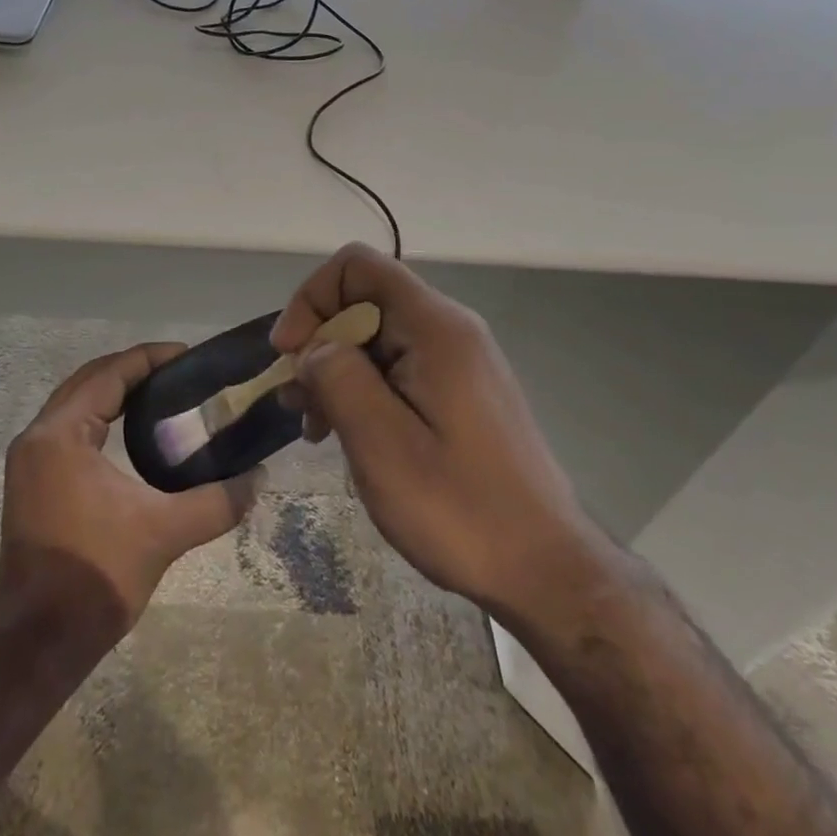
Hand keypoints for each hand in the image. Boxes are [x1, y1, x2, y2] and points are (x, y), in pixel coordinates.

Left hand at [0, 343, 263, 653]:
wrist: (37, 643)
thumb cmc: (96, 577)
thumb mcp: (164, 533)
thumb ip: (217, 501)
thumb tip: (259, 477)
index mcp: (60, 434)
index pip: (109, 374)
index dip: (149, 358)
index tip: (188, 355)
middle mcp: (38, 436)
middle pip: (89, 380)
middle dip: (133, 369)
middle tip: (179, 372)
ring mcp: (29, 459)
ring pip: (75, 402)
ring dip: (114, 391)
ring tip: (161, 393)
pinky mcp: (32, 480)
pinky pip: (69, 426)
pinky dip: (99, 415)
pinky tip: (131, 430)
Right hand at [273, 244, 584, 622]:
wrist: (546, 570)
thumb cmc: (460, 508)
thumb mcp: (381, 444)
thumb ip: (338, 377)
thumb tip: (315, 348)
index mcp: (434, 327)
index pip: (358, 265)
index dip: (313, 297)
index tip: (290, 354)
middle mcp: (449, 328)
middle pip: (365, 301)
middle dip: (319, 342)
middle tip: (298, 406)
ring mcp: (459, 360)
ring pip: (378, 337)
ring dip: (337, 372)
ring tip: (317, 429)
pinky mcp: (461, 390)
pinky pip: (399, 368)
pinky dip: (365, 390)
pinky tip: (351, 437)